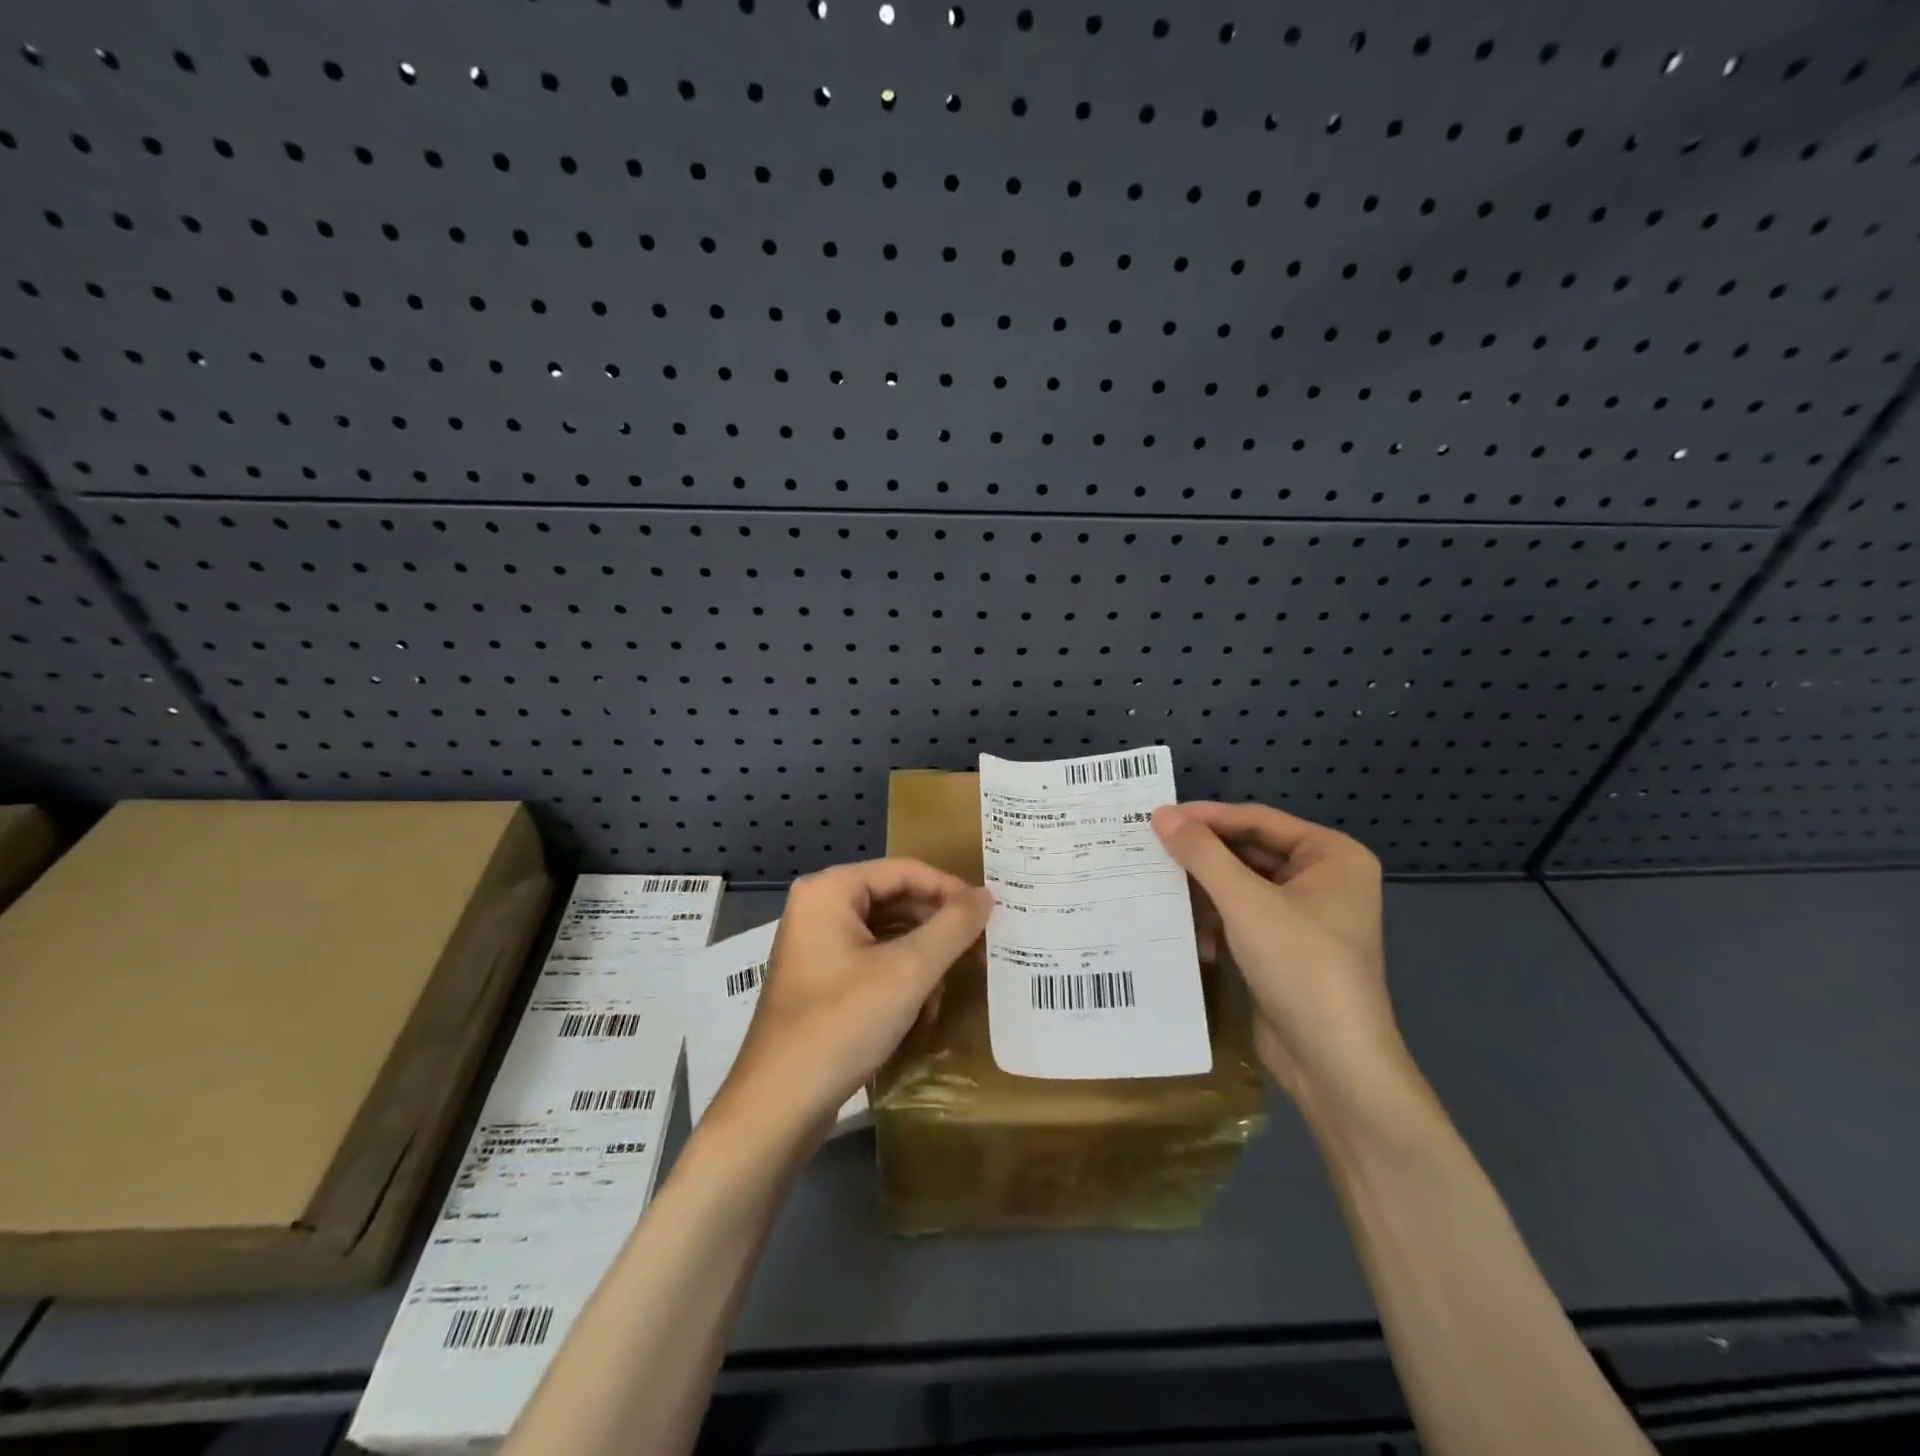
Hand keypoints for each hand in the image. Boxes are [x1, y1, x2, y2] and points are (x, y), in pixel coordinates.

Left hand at [712, 859, 992, 1138]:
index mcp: (830, 890)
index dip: (951, 891)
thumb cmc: (842, 1023)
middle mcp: (818, 908)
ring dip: (923, 960)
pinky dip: (901, 981)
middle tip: (981, 952)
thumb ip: (953, 927)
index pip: (905, 871)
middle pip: (896, 901)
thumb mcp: (909, 971)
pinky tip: (921, 1012)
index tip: (989, 917)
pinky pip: (871, 963)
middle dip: (938, 930)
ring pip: (887, 935)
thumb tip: (986, 895)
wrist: (778, 1105)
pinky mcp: (820, 982)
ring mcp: (816, 947)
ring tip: (950, 987)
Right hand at [1152, 802, 1411, 1119]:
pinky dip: (1218, 922)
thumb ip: (1202, 854)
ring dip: (1206, 893)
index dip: (1207, 817)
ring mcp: (1305, 915)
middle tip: (1150, 848)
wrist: (1333, 1062)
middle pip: (1249, 851)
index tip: (1157, 815)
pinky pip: (1243, 916)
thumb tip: (1160, 813)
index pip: (1258, 820)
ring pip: (1241, 885)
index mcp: (1331, 856)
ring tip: (1160, 889)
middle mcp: (1323, 878)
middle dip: (1203, 857)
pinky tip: (1195, 939)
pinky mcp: (1286, 947)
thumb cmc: (1300, 966)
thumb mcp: (1246, 903)